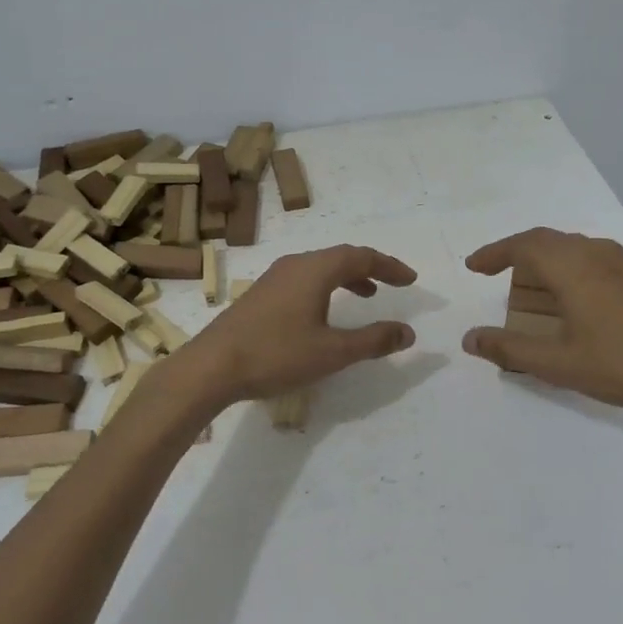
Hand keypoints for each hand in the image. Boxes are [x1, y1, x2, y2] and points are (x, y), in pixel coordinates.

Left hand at [181, 245, 417, 405]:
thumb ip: (373, 340)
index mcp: (315, 270)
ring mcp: (274, 278)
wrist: (211, 367)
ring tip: (366, 295)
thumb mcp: (332, 352)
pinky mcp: (261, 294)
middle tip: (393, 284)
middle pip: (340, 256)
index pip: (362, 256)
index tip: (411, 279)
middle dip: (370, 268)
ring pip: (320, 267)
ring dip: (347, 277)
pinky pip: (304, 279)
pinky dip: (326, 287)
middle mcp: (295, 265)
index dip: (390, 266)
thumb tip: (408, 332)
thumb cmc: (276, 355)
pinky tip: (324, 312)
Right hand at [462, 228, 622, 427]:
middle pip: (548, 240)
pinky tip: (574, 298)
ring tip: (532, 286)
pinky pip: (594, 258)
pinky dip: (570, 268)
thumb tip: (470, 339)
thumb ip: (510, 349)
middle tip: (496, 272)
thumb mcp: (559, 362)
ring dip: (546, 260)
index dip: (494, 253)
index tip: (474, 266)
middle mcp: (597, 253)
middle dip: (517, 253)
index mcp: (573, 266)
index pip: (523, 245)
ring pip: (574, 247)